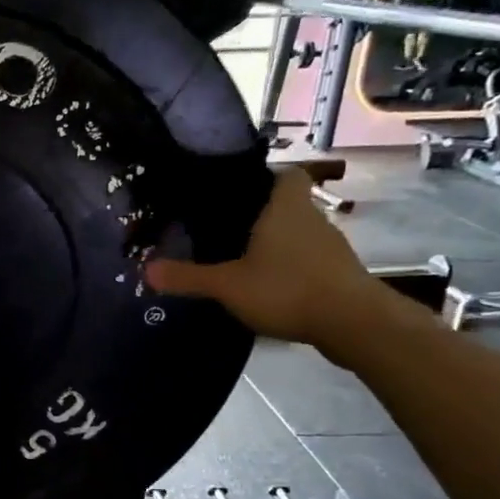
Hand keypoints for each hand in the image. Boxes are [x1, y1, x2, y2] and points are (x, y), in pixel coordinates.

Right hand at [143, 168, 393, 356]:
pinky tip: (268, 286)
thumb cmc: (288, 288)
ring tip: (241, 258)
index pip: (286, 174)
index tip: (238, 189)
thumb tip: (145, 270)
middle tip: (224, 227)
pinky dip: (290, 267)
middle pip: (287, 205)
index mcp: (285, 208)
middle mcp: (312, 219)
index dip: (265, 176)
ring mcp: (330, 247)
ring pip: (298, 234)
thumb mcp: (228, 285)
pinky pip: (307, 260)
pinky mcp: (338, 274)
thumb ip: (188, 277)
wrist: (355, 324)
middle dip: (260, 214)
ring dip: (276, 243)